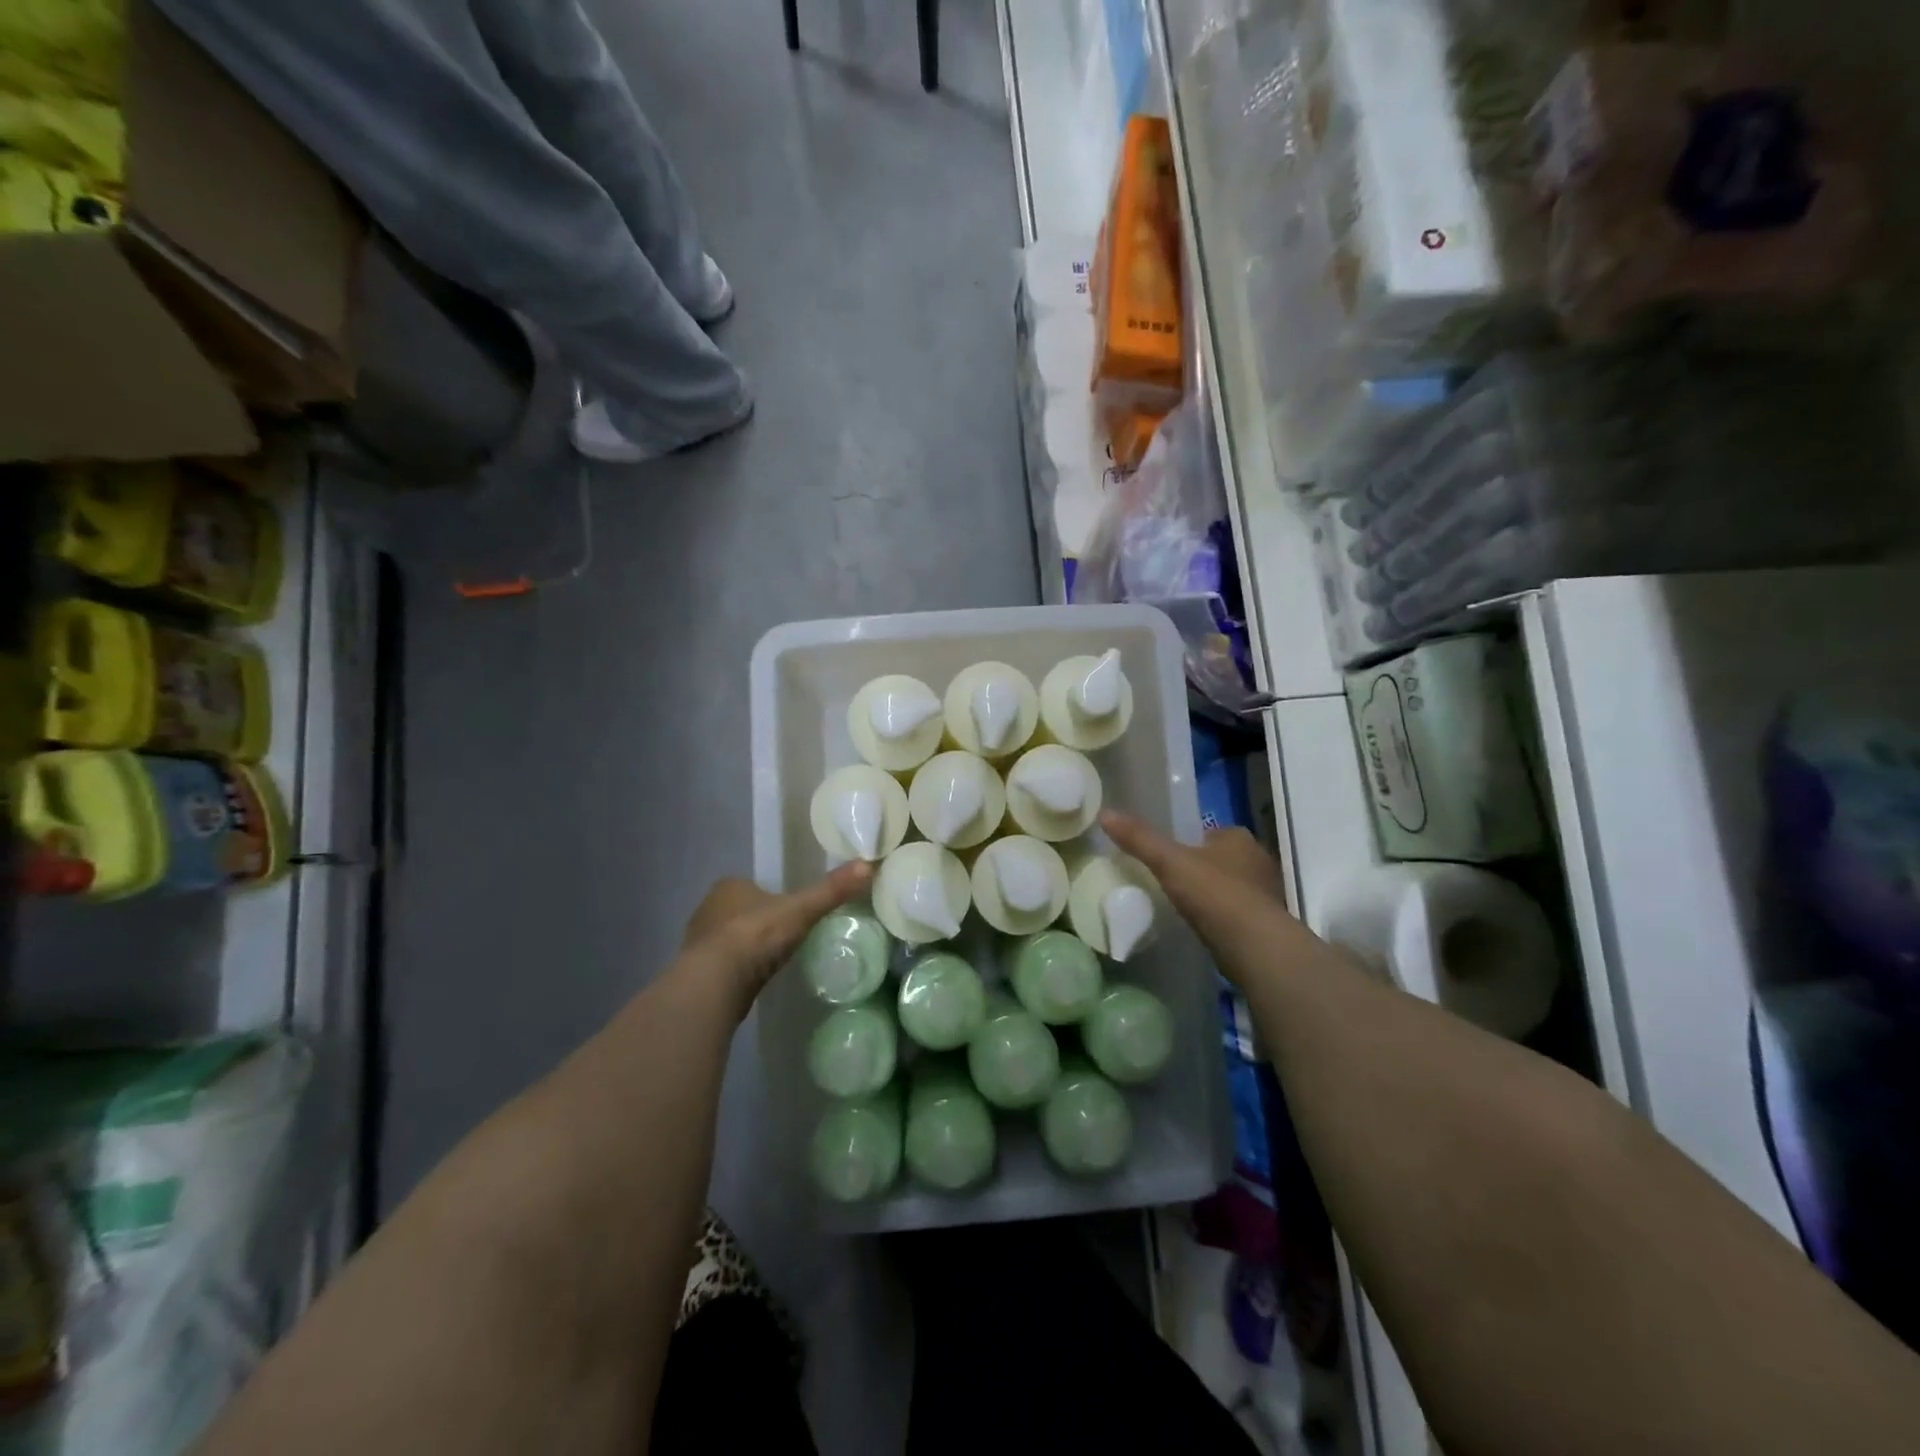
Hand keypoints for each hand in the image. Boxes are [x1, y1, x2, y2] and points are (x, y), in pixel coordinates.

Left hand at [675, 862, 874, 1020]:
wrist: (714, 983)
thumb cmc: (755, 936)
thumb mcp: (801, 910)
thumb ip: (832, 890)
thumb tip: (869, 865)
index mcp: (729, 886)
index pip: (753, 885)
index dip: (771, 896)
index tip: (791, 911)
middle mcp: (708, 908)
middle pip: (740, 911)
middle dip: (758, 922)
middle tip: (785, 936)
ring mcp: (699, 942)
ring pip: (729, 939)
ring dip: (746, 948)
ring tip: (771, 960)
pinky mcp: (697, 973)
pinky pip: (723, 965)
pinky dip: (737, 970)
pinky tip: (753, 980)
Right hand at [1101, 809, 1322, 988]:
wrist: (1254, 945)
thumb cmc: (1214, 893)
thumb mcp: (1168, 862)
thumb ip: (1139, 839)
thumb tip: (1105, 813)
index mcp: (1238, 837)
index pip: (1209, 833)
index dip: (1189, 843)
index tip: (1168, 857)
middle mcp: (1258, 860)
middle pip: (1221, 859)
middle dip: (1201, 869)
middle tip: (1172, 882)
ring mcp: (1266, 893)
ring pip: (1231, 886)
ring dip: (1213, 894)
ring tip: (1184, 907)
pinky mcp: (1267, 924)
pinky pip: (1237, 913)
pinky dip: (1221, 918)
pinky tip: (1203, 928)